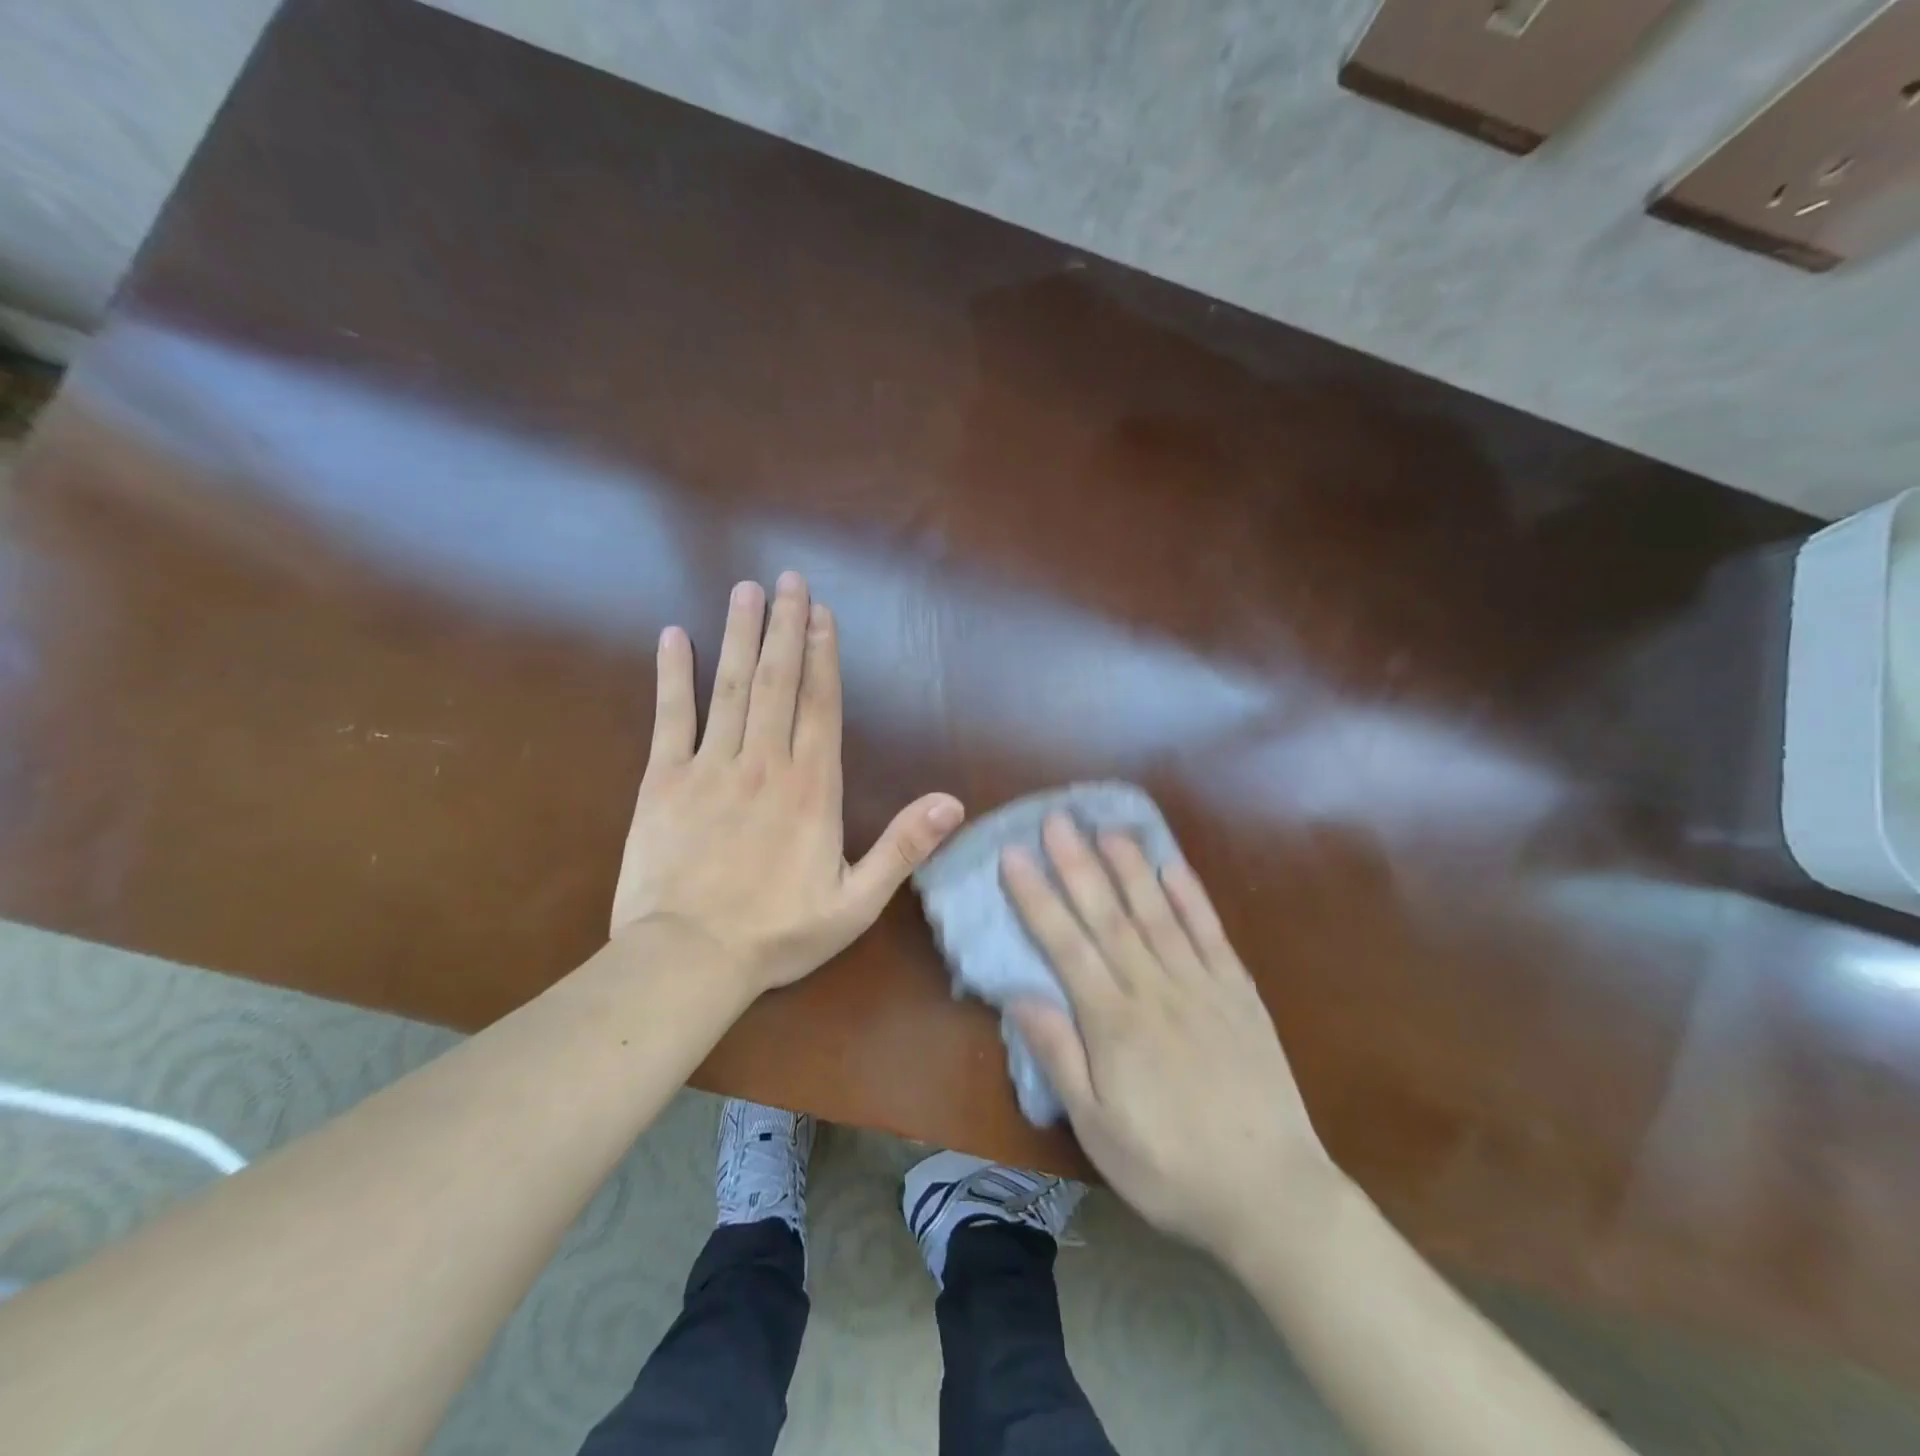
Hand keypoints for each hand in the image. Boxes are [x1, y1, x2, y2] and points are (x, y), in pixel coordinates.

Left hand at [611, 572, 964, 996]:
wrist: (687, 960)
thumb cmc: (777, 933)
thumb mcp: (856, 902)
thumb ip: (903, 847)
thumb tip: (952, 804)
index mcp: (811, 788)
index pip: (820, 705)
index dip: (823, 655)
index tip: (821, 612)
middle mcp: (764, 763)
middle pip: (778, 681)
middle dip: (784, 627)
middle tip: (788, 580)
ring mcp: (711, 767)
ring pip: (730, 687)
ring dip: (740, 635)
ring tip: (746, 591)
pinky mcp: (663, 781)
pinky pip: (670, 717)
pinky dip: (672, 675)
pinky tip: (674, 637)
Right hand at [1004, 815, 1337, 1265]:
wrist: (1271, 1193)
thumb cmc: (1170, 1167)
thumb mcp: (1098, 1128)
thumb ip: (1059, 1056)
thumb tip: (1020, 996)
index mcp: (1113, 1021)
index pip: (1065, 944)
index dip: (1037, 897)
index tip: (1014, 856)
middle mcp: (1154, 988)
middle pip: (1108, 915)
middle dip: (1078, 864)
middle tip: (1057, 819)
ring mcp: (1201, 985)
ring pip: (1156, 912)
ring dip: (1130, 867)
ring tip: (1107, 827)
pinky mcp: (1238, 992)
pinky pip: (1210, 933)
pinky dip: (1191, 896)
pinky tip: (1172, 867)